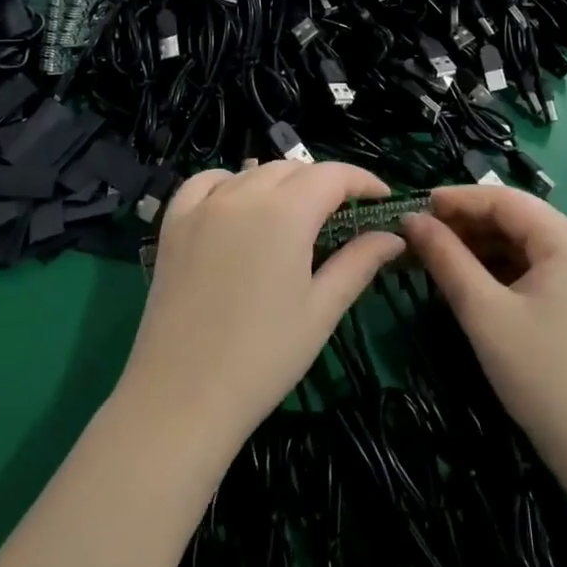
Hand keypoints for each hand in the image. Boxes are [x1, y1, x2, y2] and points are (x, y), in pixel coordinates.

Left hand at [117, 161, 402, 449]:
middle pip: (293, 169)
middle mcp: (243, 195)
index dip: (362, 181)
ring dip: (281, 183)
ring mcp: (203, 207)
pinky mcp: (173, 224)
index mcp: (285, 213)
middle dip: (324, 183)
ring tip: (296, 213)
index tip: (382, 198)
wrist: (182, 396)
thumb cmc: (264, 356)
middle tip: (343, 215)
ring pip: (252, 172)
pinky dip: (229, 182)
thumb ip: (358, 263)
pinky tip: (237, 204)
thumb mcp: (321, 310)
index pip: (332, 175)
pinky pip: (205, 183)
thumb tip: (393, 237)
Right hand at [403, 186, 566, 476]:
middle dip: (466, 223)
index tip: (415, 207)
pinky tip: (469, 280)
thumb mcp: (483, 311)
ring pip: (522, 242)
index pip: (504, 199)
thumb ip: (446, 258)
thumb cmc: (539, 373)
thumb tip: (412, 219)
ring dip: (479, 245)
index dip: (457, 199)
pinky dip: (499, 267)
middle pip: (515, 218)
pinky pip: (533, 266)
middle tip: (420, 235)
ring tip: (436, 256)